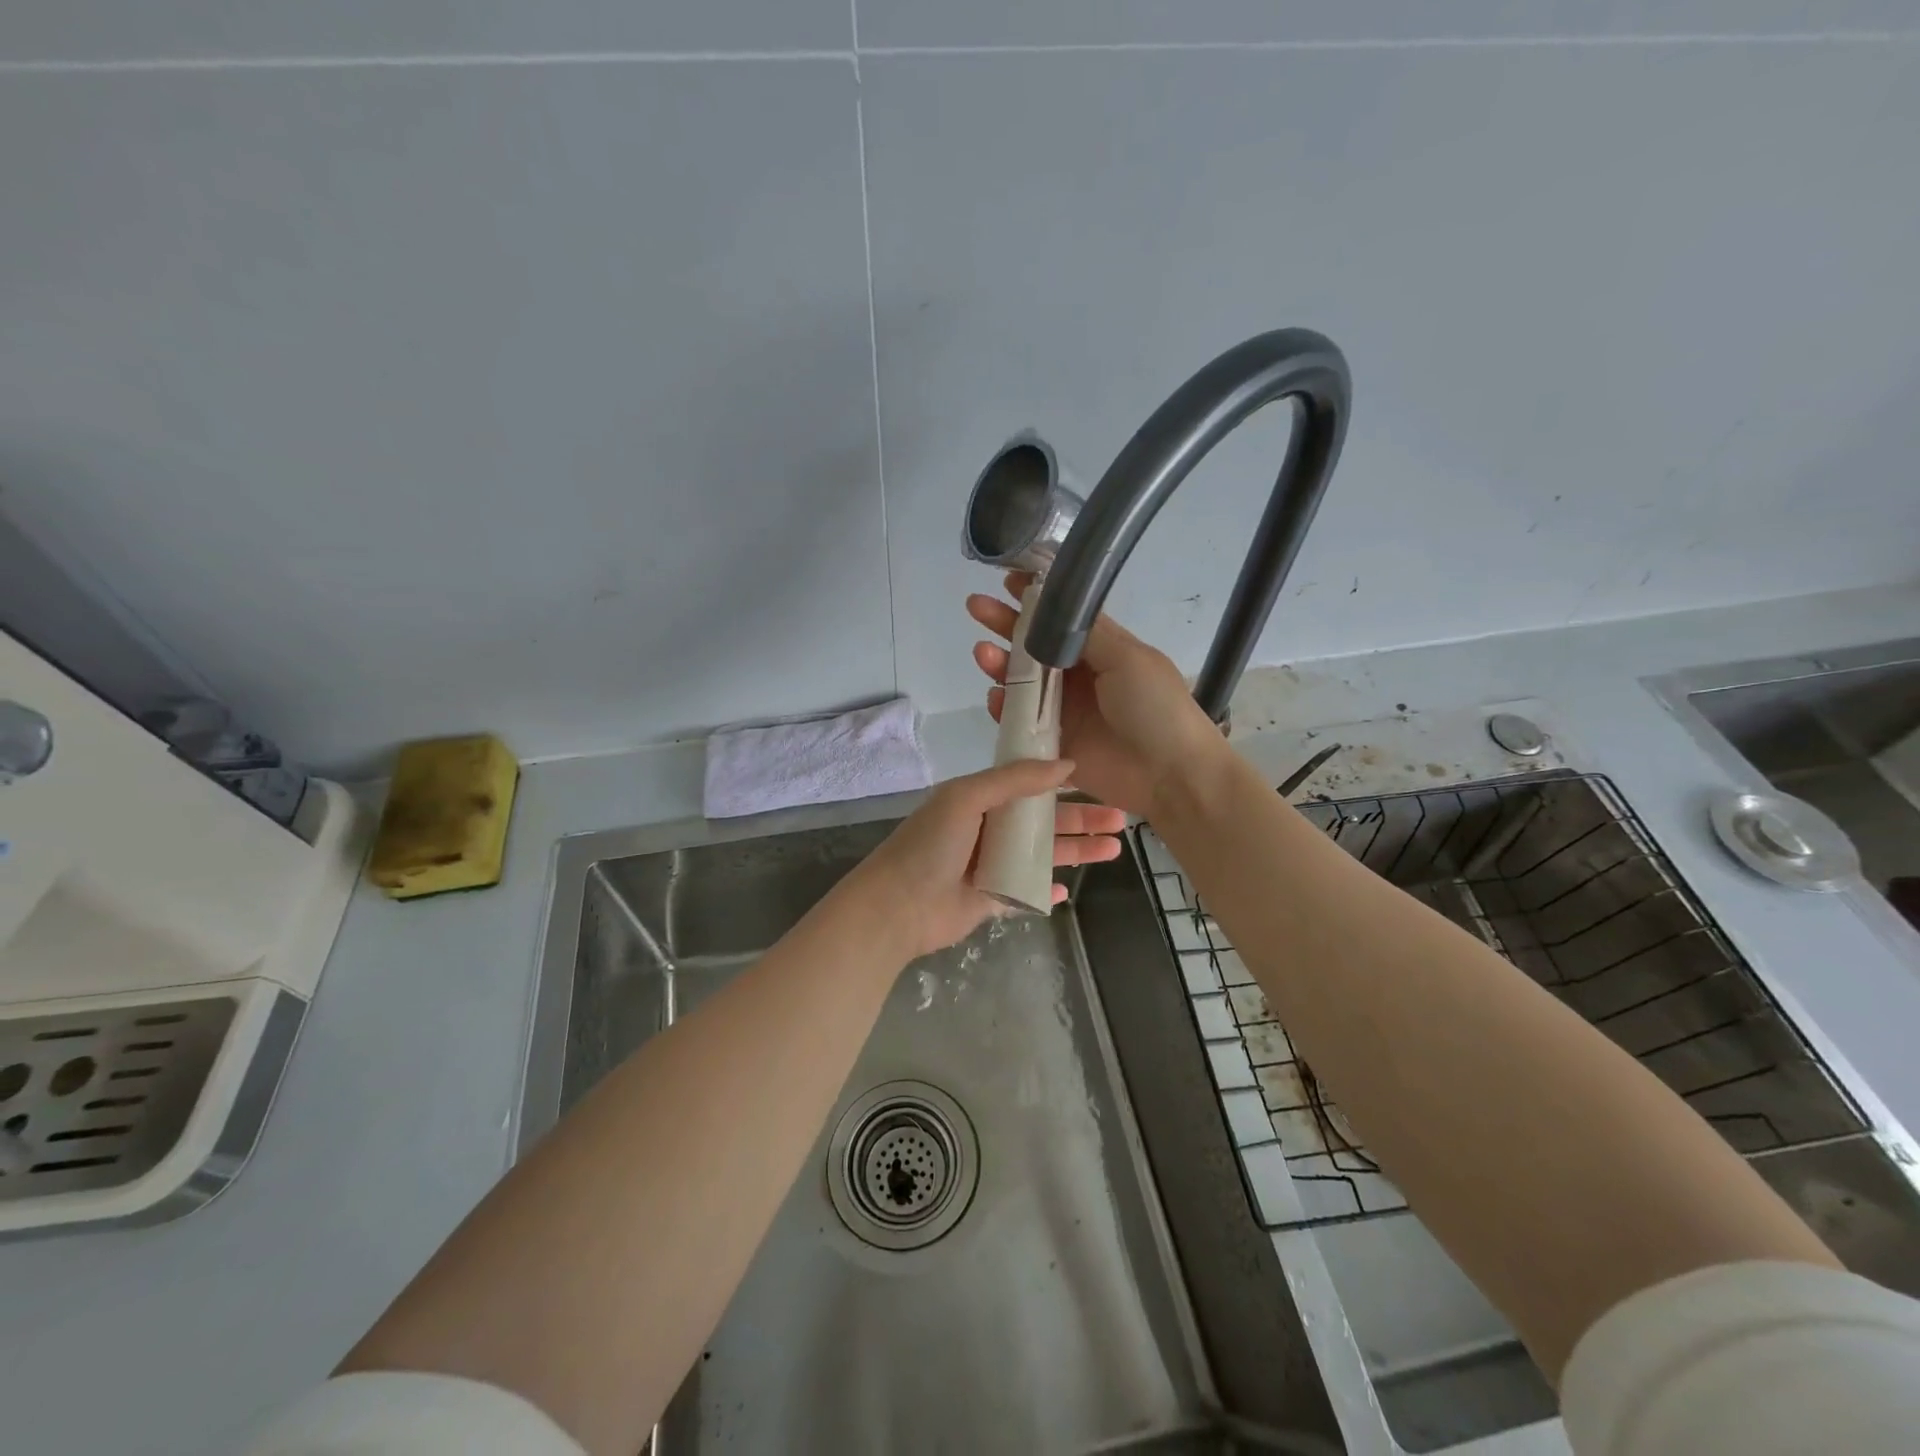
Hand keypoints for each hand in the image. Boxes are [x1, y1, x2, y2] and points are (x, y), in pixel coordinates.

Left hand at [845, 758, 1126, 959]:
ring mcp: (991, 865)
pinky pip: (1027, 892)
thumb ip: (1015, 779)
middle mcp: (988, 828)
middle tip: (1122, 820)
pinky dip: (1046, 890)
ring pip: (1042, 855)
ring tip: (1114, 850)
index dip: (1063, 783)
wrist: (897, 907)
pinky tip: (1068, 890)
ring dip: (1076, 851)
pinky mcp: (991, 899)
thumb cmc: (931, 845)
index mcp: (980, 799)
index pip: (1029, 785)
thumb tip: (1067, 764)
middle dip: (1082, 819)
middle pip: (1044, 821)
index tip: (1099, 779)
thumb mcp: (967, 797)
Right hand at [968, 572, 1224, 818]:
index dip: (1036, 600)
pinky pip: (1020, 724)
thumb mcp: (1129, 658)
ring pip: (1022, 683)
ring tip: (982, 653)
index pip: (1062, 619)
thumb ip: (1088, 635)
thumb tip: (1054, 610)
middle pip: (1034, 647)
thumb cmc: (1156, 708)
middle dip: (1005, 624)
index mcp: (1102, 651)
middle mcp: (1080, 677)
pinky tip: (994, 697)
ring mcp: (1065, 711)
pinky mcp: (1053, 744)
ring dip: (999, 664)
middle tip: (977, 607)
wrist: (1170, 774)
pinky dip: (1003, 710)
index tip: (1009, 579)